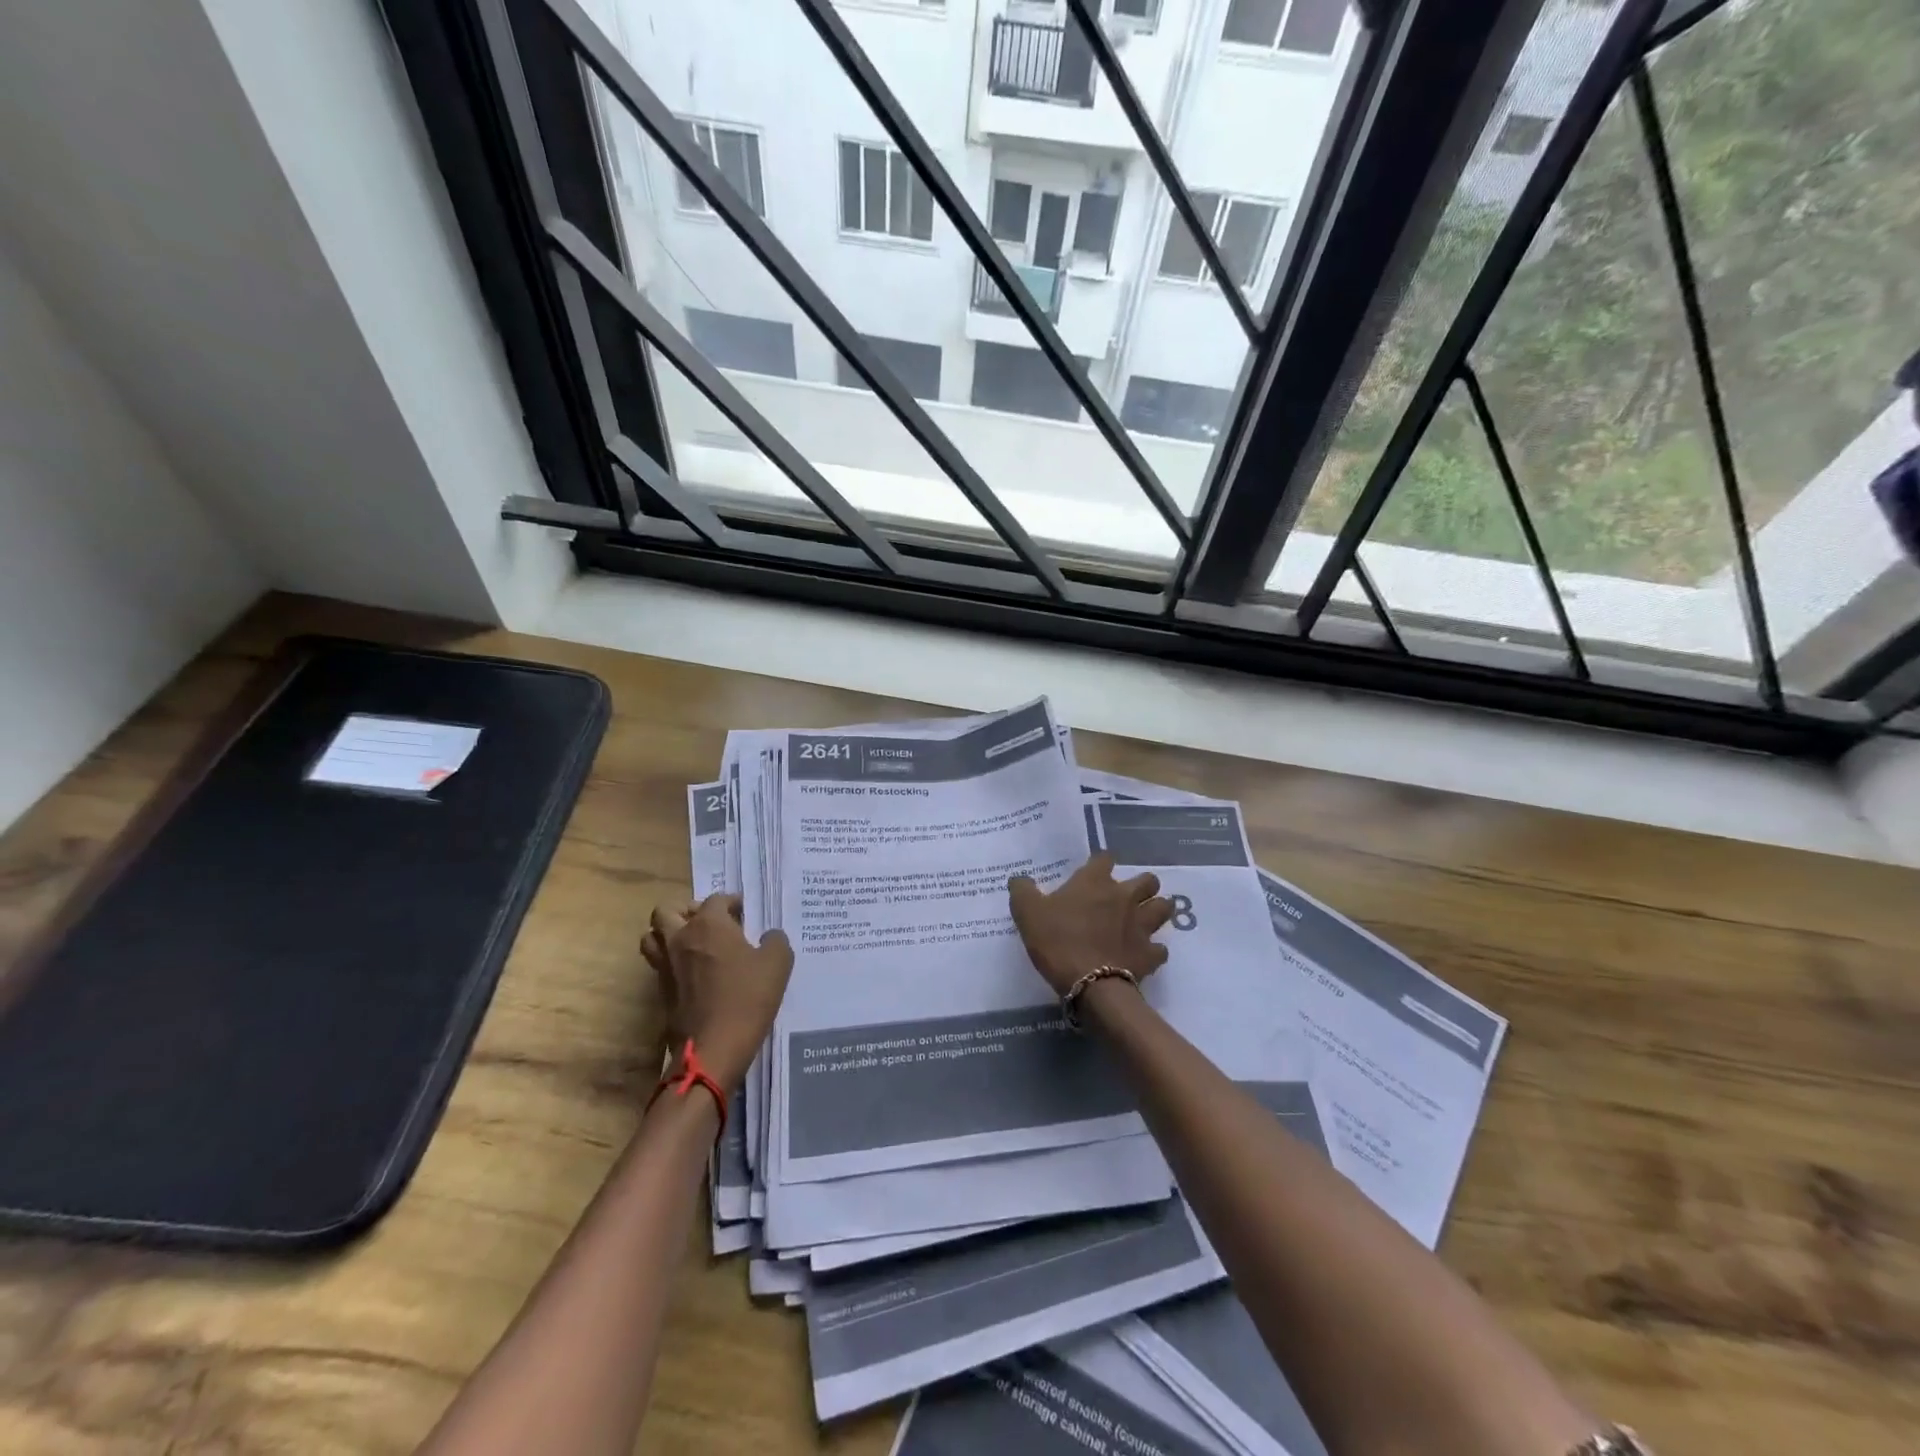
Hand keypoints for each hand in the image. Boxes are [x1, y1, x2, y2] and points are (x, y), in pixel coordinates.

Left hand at [640, 893, 792, 1092]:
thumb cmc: (747, 999)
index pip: (716, 899)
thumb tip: (769, 936)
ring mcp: (666, 965)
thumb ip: (775, 941)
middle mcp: (680, 938)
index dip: (732, 902)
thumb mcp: (778, 964)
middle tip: (710, 922)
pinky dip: (671, 960)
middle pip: (668, 910)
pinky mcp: (660, 991)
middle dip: (688, 910)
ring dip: (668, 933)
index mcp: (709, 925)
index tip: (745, 913)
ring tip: (692, 943)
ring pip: (652, 936)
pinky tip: (693, 971)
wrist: (713, 1048)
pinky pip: (658, 964)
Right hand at [1008, 853, 1173, 998]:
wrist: (1089, 984)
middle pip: (1148, 880)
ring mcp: (1142, 925)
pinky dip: (1154, 951)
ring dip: (1156, 910)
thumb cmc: (1057, 941)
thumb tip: (1019, 878)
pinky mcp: (1150, 954)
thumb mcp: (1027, 913)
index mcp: (1095, 882)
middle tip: (1127, 897)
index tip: (1093, 872)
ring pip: (1164, 908)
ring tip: (1144, 920)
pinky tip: (1143, 955)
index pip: (1104, 858)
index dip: (1100, 863)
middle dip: (1142, 886)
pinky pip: (1160, 949)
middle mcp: (1124, 897)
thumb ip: (1022, 891)